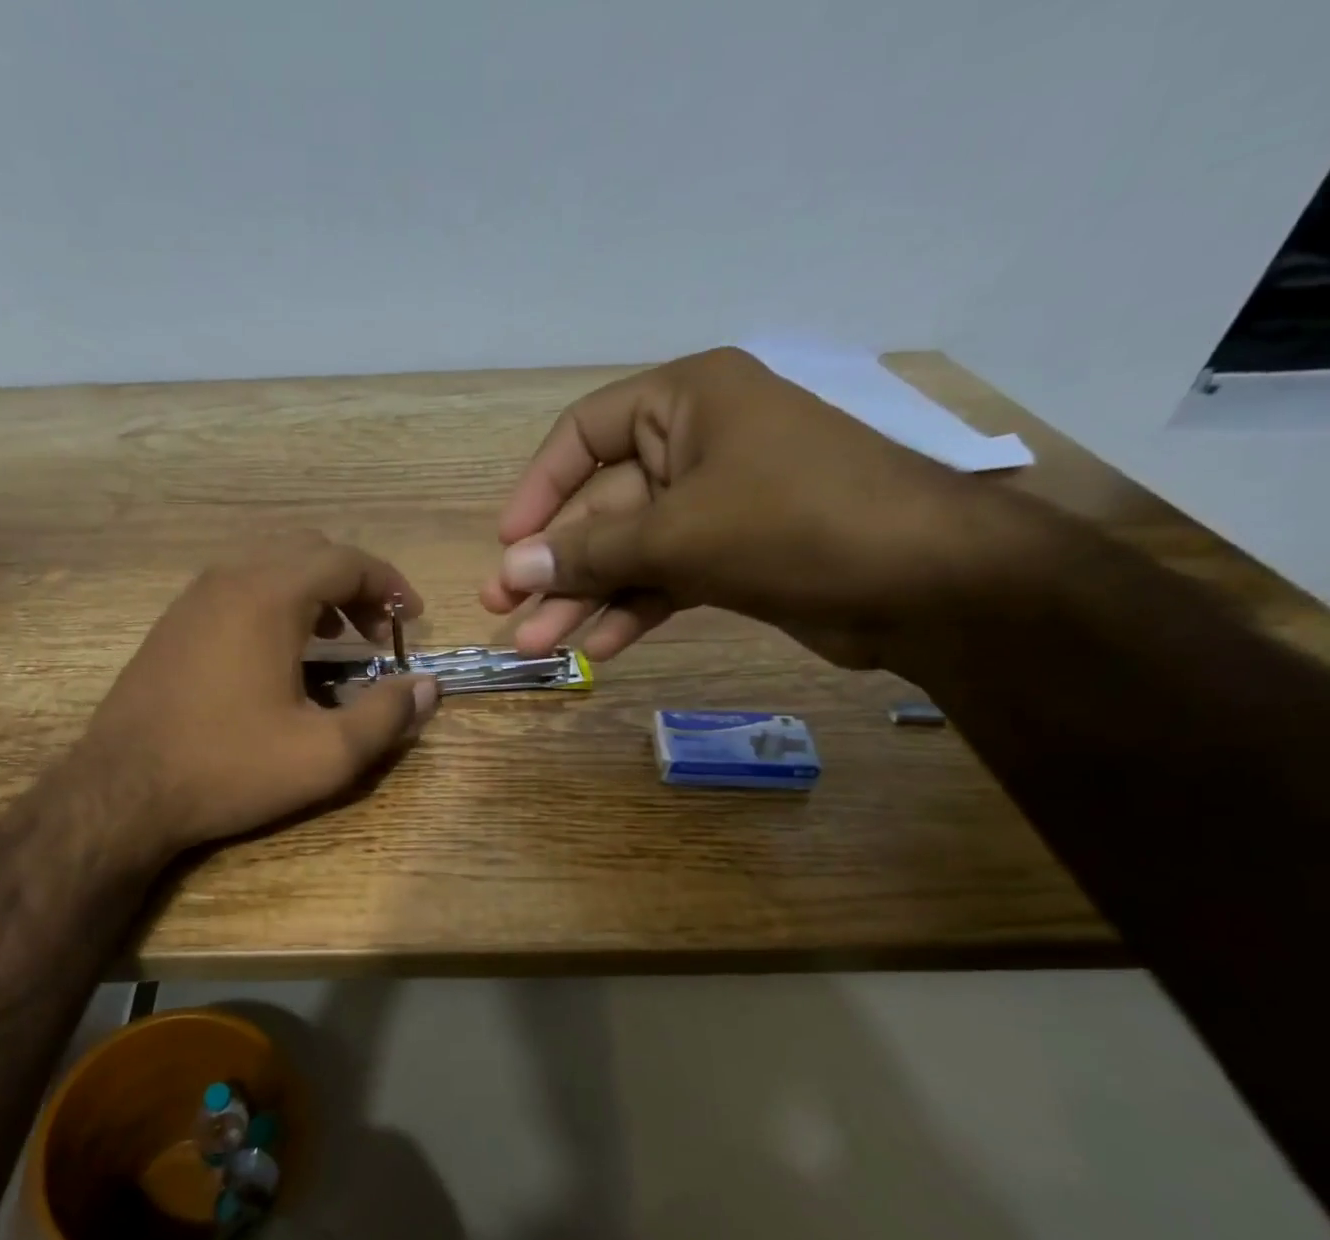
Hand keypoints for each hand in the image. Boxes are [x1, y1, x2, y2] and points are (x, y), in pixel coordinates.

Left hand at [78, 533, 436, 853]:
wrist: (121, 791)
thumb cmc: (228, 768)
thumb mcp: (324, 755)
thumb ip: (387, 716)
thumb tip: (429, 687)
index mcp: (270, 595)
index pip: (348, 560)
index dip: (390, 584)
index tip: (412, 620)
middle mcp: (230, 578)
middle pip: (311, 552)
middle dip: (355, 586)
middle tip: (377, 634)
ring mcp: (194, 597)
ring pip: (271, 566)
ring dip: (315, 593)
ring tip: (336, 642)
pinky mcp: (173, 623)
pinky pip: (239, 589)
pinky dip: (277, 603)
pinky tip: (281, 655)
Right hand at [479, 347, 1046, 668]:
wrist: (926, 583)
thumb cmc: (794, 523)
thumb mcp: (677, 533)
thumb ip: (590, 552)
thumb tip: (512, 567)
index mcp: (687, 401)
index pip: (585, 432)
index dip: (539, 488)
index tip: (509, 541)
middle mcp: (698, 444)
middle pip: (602, 505)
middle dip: (555, 563)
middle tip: (503, 608)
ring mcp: (717, 503)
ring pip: (630, 550)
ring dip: (584, 597)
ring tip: (538, 644)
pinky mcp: (734, 554)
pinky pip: (664, 577)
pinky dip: (633, 610)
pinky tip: (599, 648)